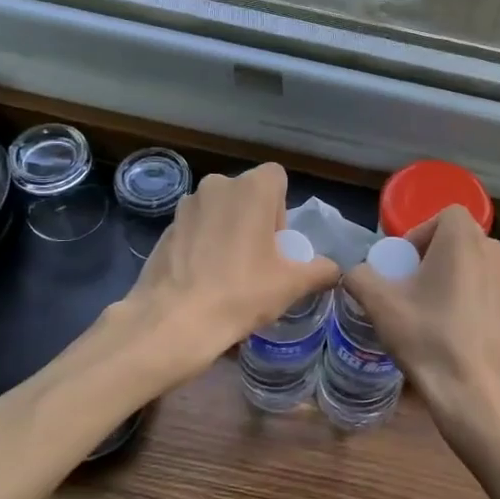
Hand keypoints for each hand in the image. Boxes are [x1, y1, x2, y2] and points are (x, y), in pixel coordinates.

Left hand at [123, 162, 339, 371]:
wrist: (175, 320)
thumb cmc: (241, 293)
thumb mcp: (291, 285)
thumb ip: (320, 270)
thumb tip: (334, 269)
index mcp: (252, 188)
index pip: (277, 178)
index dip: (281, 209)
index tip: (276, 244)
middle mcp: (217, 185)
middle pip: (247, 194)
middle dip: (254, 220)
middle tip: (257, 261)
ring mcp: (186, 205)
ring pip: (218, 210)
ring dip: (227, 230)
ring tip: (227, 272)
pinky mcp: (165, 227)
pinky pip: (194, 228)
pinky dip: (201, 244)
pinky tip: (202, 279)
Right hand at [345, 206, 499, 472]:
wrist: (479, 393)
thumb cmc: (429, 339)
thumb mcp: (381, 306)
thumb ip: (360, 278)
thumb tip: (355, 273)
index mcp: (464, 239)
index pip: (443, 215)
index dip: (419, 235)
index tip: (403, 266)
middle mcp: (495, 250)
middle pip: (458, 239)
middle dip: (433, 257)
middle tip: (411, 288)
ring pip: (475, 264)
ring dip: (452, 276)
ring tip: (432, 310)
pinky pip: (489, 287)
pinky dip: (471, 296)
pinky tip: (455, 329)